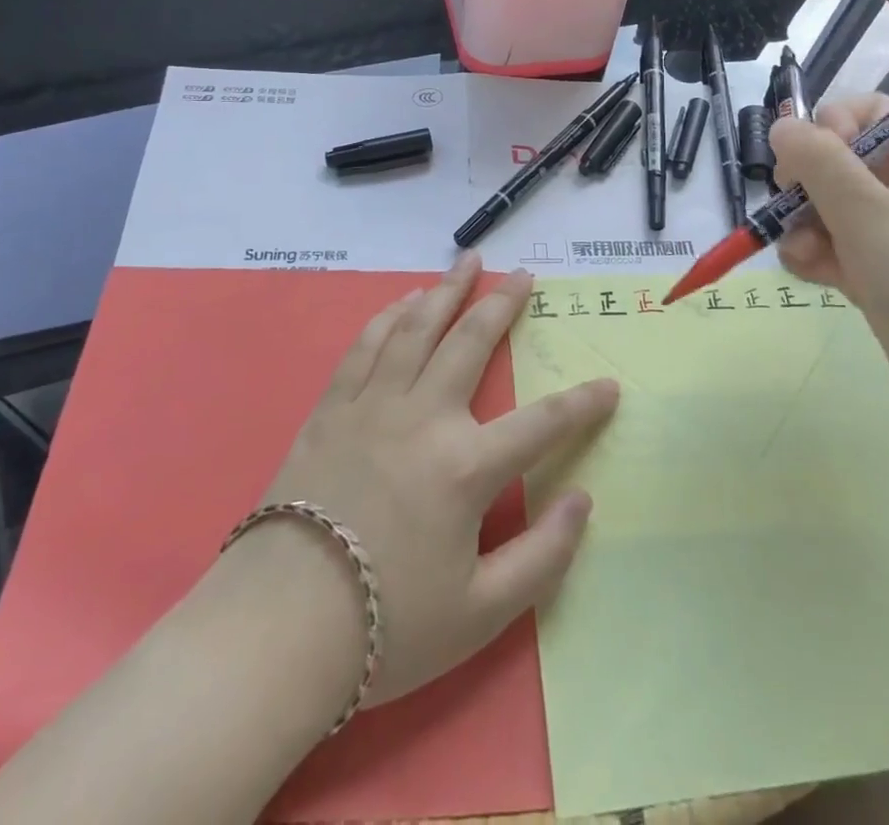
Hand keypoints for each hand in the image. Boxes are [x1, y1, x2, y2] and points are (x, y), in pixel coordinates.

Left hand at [247, 251, 618, 708]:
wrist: (278, 626)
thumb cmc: (386, 626)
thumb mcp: (480, 614)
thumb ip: (542, 557)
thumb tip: (583, 502)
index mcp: (466, 467)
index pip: (543, 424)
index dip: (584, 405)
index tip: (610, 386)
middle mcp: (424, 417)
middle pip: (471, 343)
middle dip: (503, 304)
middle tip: (523, 274)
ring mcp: (374, 405)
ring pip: (417, 328)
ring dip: (447, 290)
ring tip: (467, 262)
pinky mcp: (332, 408)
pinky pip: (367, 345)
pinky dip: (389, 316)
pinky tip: (404, 301)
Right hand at [770, 94, 888, 429]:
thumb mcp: (868, 213)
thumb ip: (819, 162)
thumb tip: (781, 123)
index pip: (867, 112)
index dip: (830, 127)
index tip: (807, 160)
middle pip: (837, 161)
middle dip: (806, 186)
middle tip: (792, 208)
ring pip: (827, 207)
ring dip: (804, 227)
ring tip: (804, 256)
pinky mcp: (880, 272)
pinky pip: (833, 246)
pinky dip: (816, 256)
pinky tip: (811, 275)